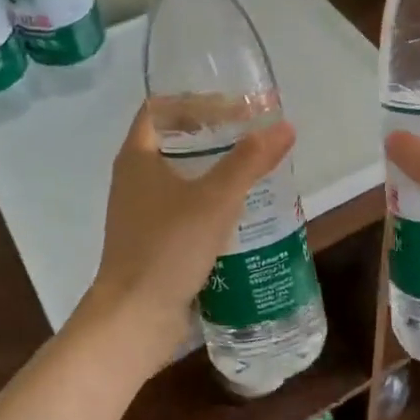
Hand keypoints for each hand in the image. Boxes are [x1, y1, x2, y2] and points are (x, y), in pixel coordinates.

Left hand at [79, 106, 296, 364]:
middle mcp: (135, 179)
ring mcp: (142, 213)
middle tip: (256, 138)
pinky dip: (213, 203)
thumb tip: (284, 126)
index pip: (162, 109)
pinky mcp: (154, 241)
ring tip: (257, 171)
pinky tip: (244, 213)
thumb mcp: (215, 199)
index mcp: (137, 157)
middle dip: (215, 136)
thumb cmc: (168, 247)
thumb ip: (249, 161)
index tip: (238, 107)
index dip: (198, 101)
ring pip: (183, 178)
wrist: (135, 317)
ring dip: (217, 171)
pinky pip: (186, 209)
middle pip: (175, 142)